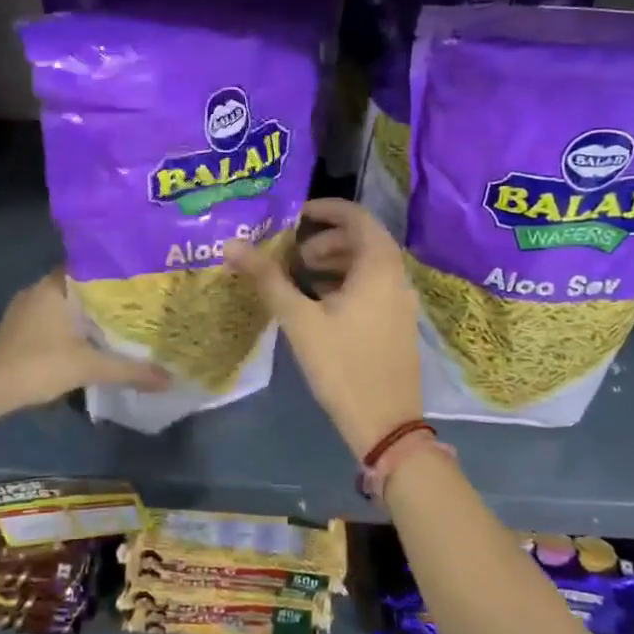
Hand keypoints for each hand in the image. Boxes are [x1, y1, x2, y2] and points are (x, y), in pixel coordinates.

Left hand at [0, 270, 166, 421]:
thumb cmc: (35, 365)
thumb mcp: (88, 367)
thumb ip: (129, 370)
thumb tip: (170, 378)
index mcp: (56, 285)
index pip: (92, 263)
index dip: (117, 269)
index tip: (142, 276)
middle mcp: (40, 289)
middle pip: (81, 284)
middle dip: (107, 294)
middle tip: (140, 301)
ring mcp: (25, 309)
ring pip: (66, 303)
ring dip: (88, 312)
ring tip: (122, 321)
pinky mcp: (18, 329)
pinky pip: (53, 318)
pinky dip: (72, 326)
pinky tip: (90, 340)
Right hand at [226, 199, 422, 458]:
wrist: (386, 424)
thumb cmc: (342, 364)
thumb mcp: (299, 319)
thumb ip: (267, 278)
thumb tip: (232, 244)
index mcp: (378, 266)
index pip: (356, 216)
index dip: (325, 209)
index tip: (294, 215)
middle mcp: (396, 276)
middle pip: (363, 238)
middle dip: (326, 238)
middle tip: (293, 253)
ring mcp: (401, 301)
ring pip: (368, 264)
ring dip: (335, 261)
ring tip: (302, 278)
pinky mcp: (397, 322)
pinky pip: (373, 285)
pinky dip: (347, 282)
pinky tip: (320, 304)